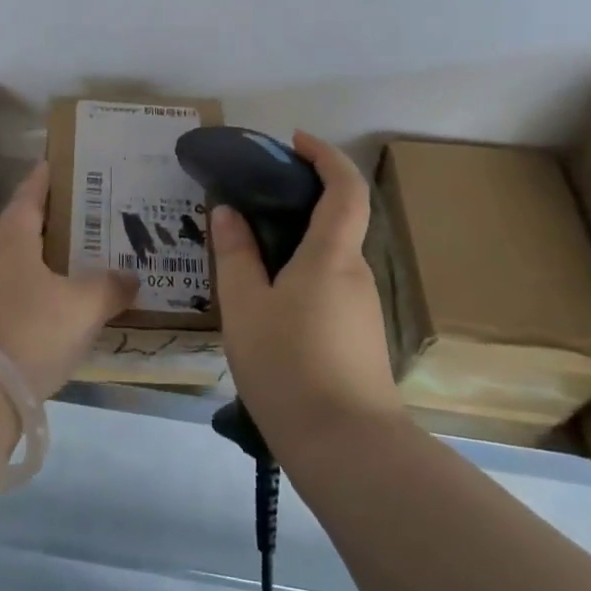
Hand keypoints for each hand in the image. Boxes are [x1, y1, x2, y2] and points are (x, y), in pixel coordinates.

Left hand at [0, 162, 138, 398]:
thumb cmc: (32, 331)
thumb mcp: (83, 308)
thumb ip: (108, 288)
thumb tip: (130, 276)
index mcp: (10, 242)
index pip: (26, 200)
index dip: (39, 182)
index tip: (46, 165)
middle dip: (17, 223)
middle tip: (43, 227)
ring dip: (6, 258)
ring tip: (35, 269)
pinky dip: (2, 291)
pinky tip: (23, 308)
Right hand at [211, 132, 398, 443]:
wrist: (346, 448)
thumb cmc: (288, 365)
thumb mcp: (244, 306)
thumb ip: (235, 254)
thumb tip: (228, 211)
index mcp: (331, 256)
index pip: (345, 188)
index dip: (325, 156)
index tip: (294, 142)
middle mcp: (355, 273)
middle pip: (337, 220)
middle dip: (300, 199)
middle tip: (251, 200)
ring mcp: (362, 307)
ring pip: (329, 257)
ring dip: (296, 241)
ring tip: (246, 252)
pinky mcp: (358, 336)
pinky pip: (328, 285)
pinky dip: (301, 272)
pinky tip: (267, 299)